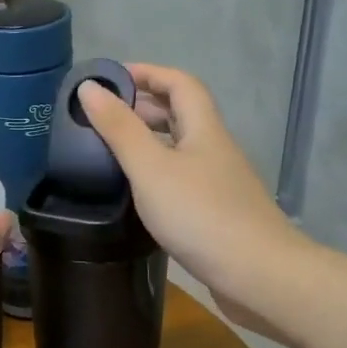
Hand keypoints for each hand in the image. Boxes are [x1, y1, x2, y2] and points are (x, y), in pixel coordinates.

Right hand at [76, 65, 314, 340]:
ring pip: (179, 148)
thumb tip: (89, 88)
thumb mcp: (150, 168)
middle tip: (99, 117)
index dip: (147, 73)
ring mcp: (218, 183)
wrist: (257, 274)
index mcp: (203, 129)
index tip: (108, 79)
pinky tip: (134, 193)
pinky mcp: (215, 213)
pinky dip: (154, 174)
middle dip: (141, 107)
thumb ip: (119, 129)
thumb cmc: (200, 214)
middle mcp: (214, 149)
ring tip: (107, 151)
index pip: (179, 83)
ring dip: (146, 141)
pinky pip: (180, 179)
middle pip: (180, 114)